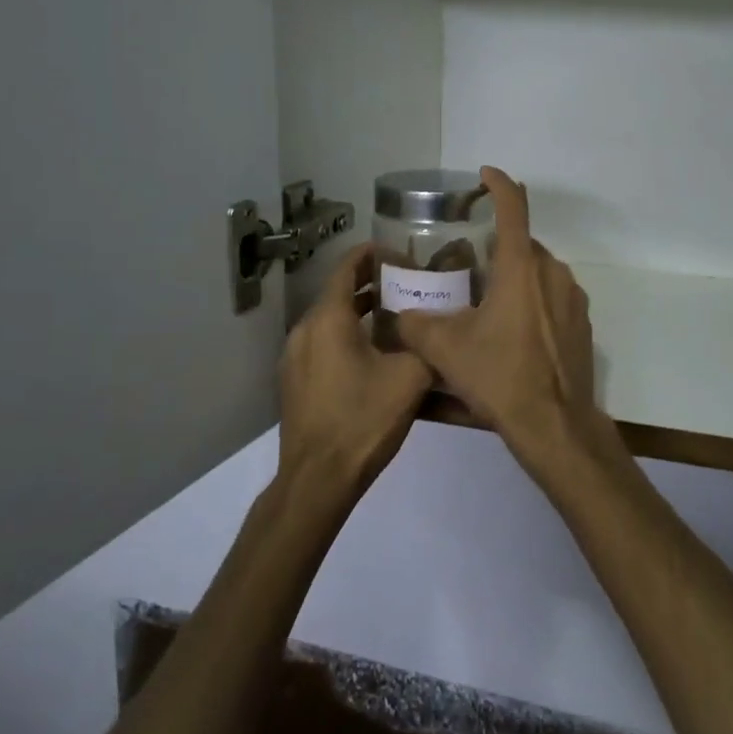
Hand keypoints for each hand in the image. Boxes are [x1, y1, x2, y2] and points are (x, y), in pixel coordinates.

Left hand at [278, 243, 432, 505]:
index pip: (349, 266)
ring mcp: (294, 356)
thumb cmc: (363, 419)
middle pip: (339, 291)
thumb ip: (426, 343)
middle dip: (373, 284)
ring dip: (361, 311)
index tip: (404, 255)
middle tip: (410, 286)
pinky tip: (375, 354)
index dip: (375, 255)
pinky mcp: (295, 380)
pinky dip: (347, 335)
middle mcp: (305, 329)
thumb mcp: (410, 378)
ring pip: (331, 319)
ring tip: (397, 317)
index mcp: (329, 319)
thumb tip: (437, 328)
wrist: (318, 478)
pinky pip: (323, 342)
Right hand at [395, 168, 609, 471]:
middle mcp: (553, 273)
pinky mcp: (582, 324)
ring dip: (515, 277)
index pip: (513, 208)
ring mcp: (573, 298)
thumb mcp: (446, 350)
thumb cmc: (500, 376)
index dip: (498, 185)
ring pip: (539, 272)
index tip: (484, 175)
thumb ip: (416, 325)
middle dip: (496, 248)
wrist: (555, 424)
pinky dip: (533, 301)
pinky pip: (553, 297)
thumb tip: (401, 316)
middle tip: (468, 267)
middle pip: (523, 245)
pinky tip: (513, 332)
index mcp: (522, 267)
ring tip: (487, 303)